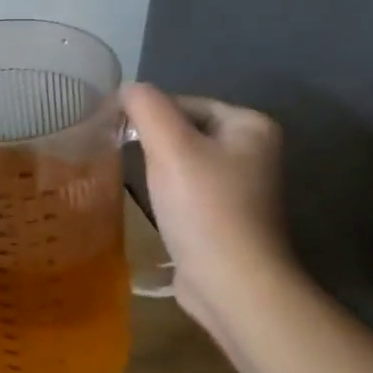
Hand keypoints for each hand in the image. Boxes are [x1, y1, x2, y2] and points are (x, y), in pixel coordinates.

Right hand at [124, 83, 294, 322]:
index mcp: (251, 125)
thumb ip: (145, 106)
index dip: (147, 115)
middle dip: (152, 141)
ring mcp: (242, 185)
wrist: (231, 283)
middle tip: (124, 155)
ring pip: (183, 159)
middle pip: (183, 129)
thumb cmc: (204, 207)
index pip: (182, 102)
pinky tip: (154, 204)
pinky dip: (167, 191)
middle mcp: (253, 150)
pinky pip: (187, 188)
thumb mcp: (169, 145)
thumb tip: (126, 89)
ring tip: (138, 181)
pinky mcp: (227, 214)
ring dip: (156, 166)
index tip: (119, 134)